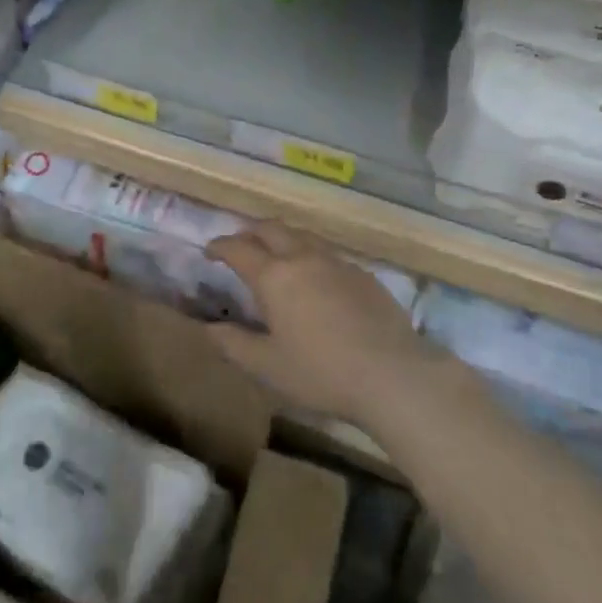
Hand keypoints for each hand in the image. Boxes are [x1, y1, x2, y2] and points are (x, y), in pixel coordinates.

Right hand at [206, 222, 440, 427]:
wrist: (392, 374)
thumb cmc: (321, 373)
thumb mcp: (268, 367)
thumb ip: (234, 344)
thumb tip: (208, 327)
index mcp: (274, 277)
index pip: (238, 248)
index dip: (220, 246)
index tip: (210, 251)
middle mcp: (303, 258)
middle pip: (271, 229)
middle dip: (250, 232)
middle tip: (241, 246)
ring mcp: (336, 262)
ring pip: (302, 235)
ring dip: (282, 239)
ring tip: (277, 256)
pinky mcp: (362, 273)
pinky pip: (328, 254)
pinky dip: (311, 256)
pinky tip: (317, 280)